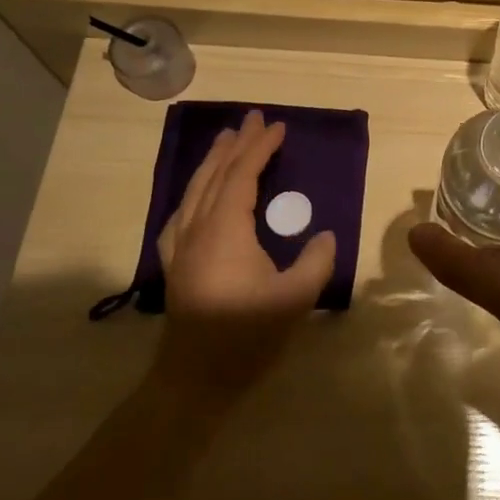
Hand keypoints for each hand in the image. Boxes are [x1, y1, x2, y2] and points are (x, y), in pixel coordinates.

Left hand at [152, 110, 335, 393]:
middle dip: (236, 144)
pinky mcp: (175, 265)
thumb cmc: (245, 336)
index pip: (243, 176)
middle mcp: (198, 229)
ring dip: (213, 161)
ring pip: (195, 191)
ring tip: (225, 139)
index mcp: (226, 230)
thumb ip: (316, 261)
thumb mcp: (295, 298)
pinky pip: (181, 213)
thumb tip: (324, 236)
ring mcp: (181, 247)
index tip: (278, 127)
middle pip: (216, 175)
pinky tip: (197, 194)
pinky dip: (193, 192)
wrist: (193, 382)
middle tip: (252, 118)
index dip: (261, 149)